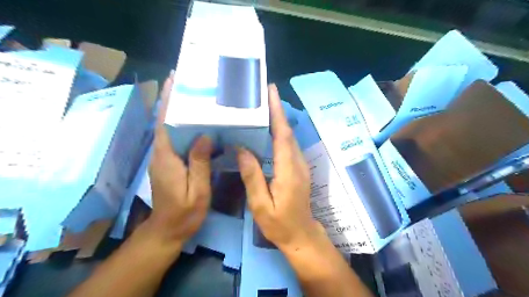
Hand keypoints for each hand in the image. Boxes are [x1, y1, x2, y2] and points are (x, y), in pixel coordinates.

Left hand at [145, 73, 212, 248]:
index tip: (172, 80)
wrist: (168, 230)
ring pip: (170, 130)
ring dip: (179, 113)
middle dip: (174, 101)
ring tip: (197, 98)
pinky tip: (199, 125)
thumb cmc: (185, 212)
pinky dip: (183, 128)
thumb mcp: (198, 190)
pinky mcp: (168, 163)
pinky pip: (175, 140)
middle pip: (165, 122)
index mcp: (167, 158)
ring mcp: (163, 159)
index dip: (167, 101)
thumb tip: (204, 135)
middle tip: (190, 85)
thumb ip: (200, 163)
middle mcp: (161, 154)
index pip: (164, 123)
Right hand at [236, 84, 326, 252]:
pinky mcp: (299, 168)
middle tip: (264, 93)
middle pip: (287, 132)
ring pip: (289, 137)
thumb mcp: (261, 204)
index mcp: (288, 170)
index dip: (277, 113)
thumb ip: (252, 176)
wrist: (301, 234)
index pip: (283, 135)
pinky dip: (281, 132)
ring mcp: (301, 165)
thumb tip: (242, 149)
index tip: (271, 93)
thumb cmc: (279, 223)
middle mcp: (297, 163)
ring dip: (279, 120)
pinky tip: (270, 129)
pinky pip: (289, 145)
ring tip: (264, 106)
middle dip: (277, 110)